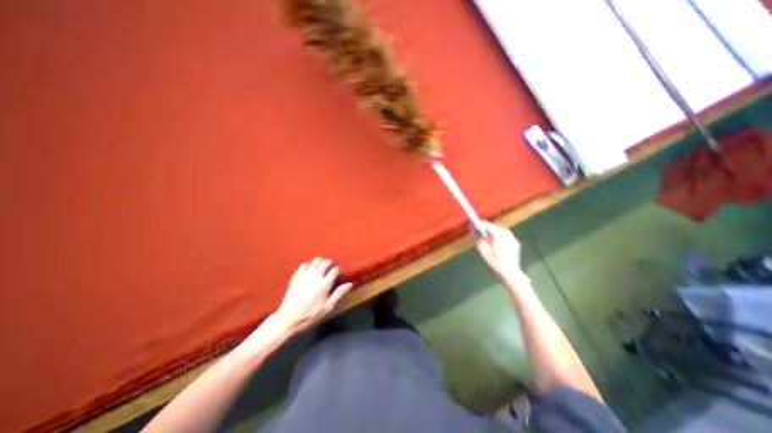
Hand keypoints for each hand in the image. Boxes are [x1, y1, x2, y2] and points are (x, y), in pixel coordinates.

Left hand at [269, 258, 350, 334]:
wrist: (288, 318)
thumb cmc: (310, 315)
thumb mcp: (327, 307)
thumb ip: (339, 294)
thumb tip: (350, 284)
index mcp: (325, 283)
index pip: (335, 270)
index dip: (337, 272)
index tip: (336, 276)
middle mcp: (316, 275)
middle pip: (326, 261)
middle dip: (329, 264)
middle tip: (329, 270)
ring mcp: (305, 274)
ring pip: (316, 260)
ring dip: (320, 263)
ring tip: (320, 269)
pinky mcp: (296, 275)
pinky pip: (304, 264)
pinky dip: (308, 266)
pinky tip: (309, 272)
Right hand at [477, 222, 523, 282]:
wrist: (510, 272)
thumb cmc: (495, 261)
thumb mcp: (483, 250)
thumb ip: (479, 239)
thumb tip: (476, 233)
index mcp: (498, 233)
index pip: (486, 224)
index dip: (478, 226)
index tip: (472, 229)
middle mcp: (507, 233)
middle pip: (493, 227)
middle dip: (486, 230)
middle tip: (478, 236)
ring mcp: (513, 238)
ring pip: (500, 232)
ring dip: (493, 234)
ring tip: (488, 241)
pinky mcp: (516, 243)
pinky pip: (505, 237)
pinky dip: (500, 239)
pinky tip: (497, 246)